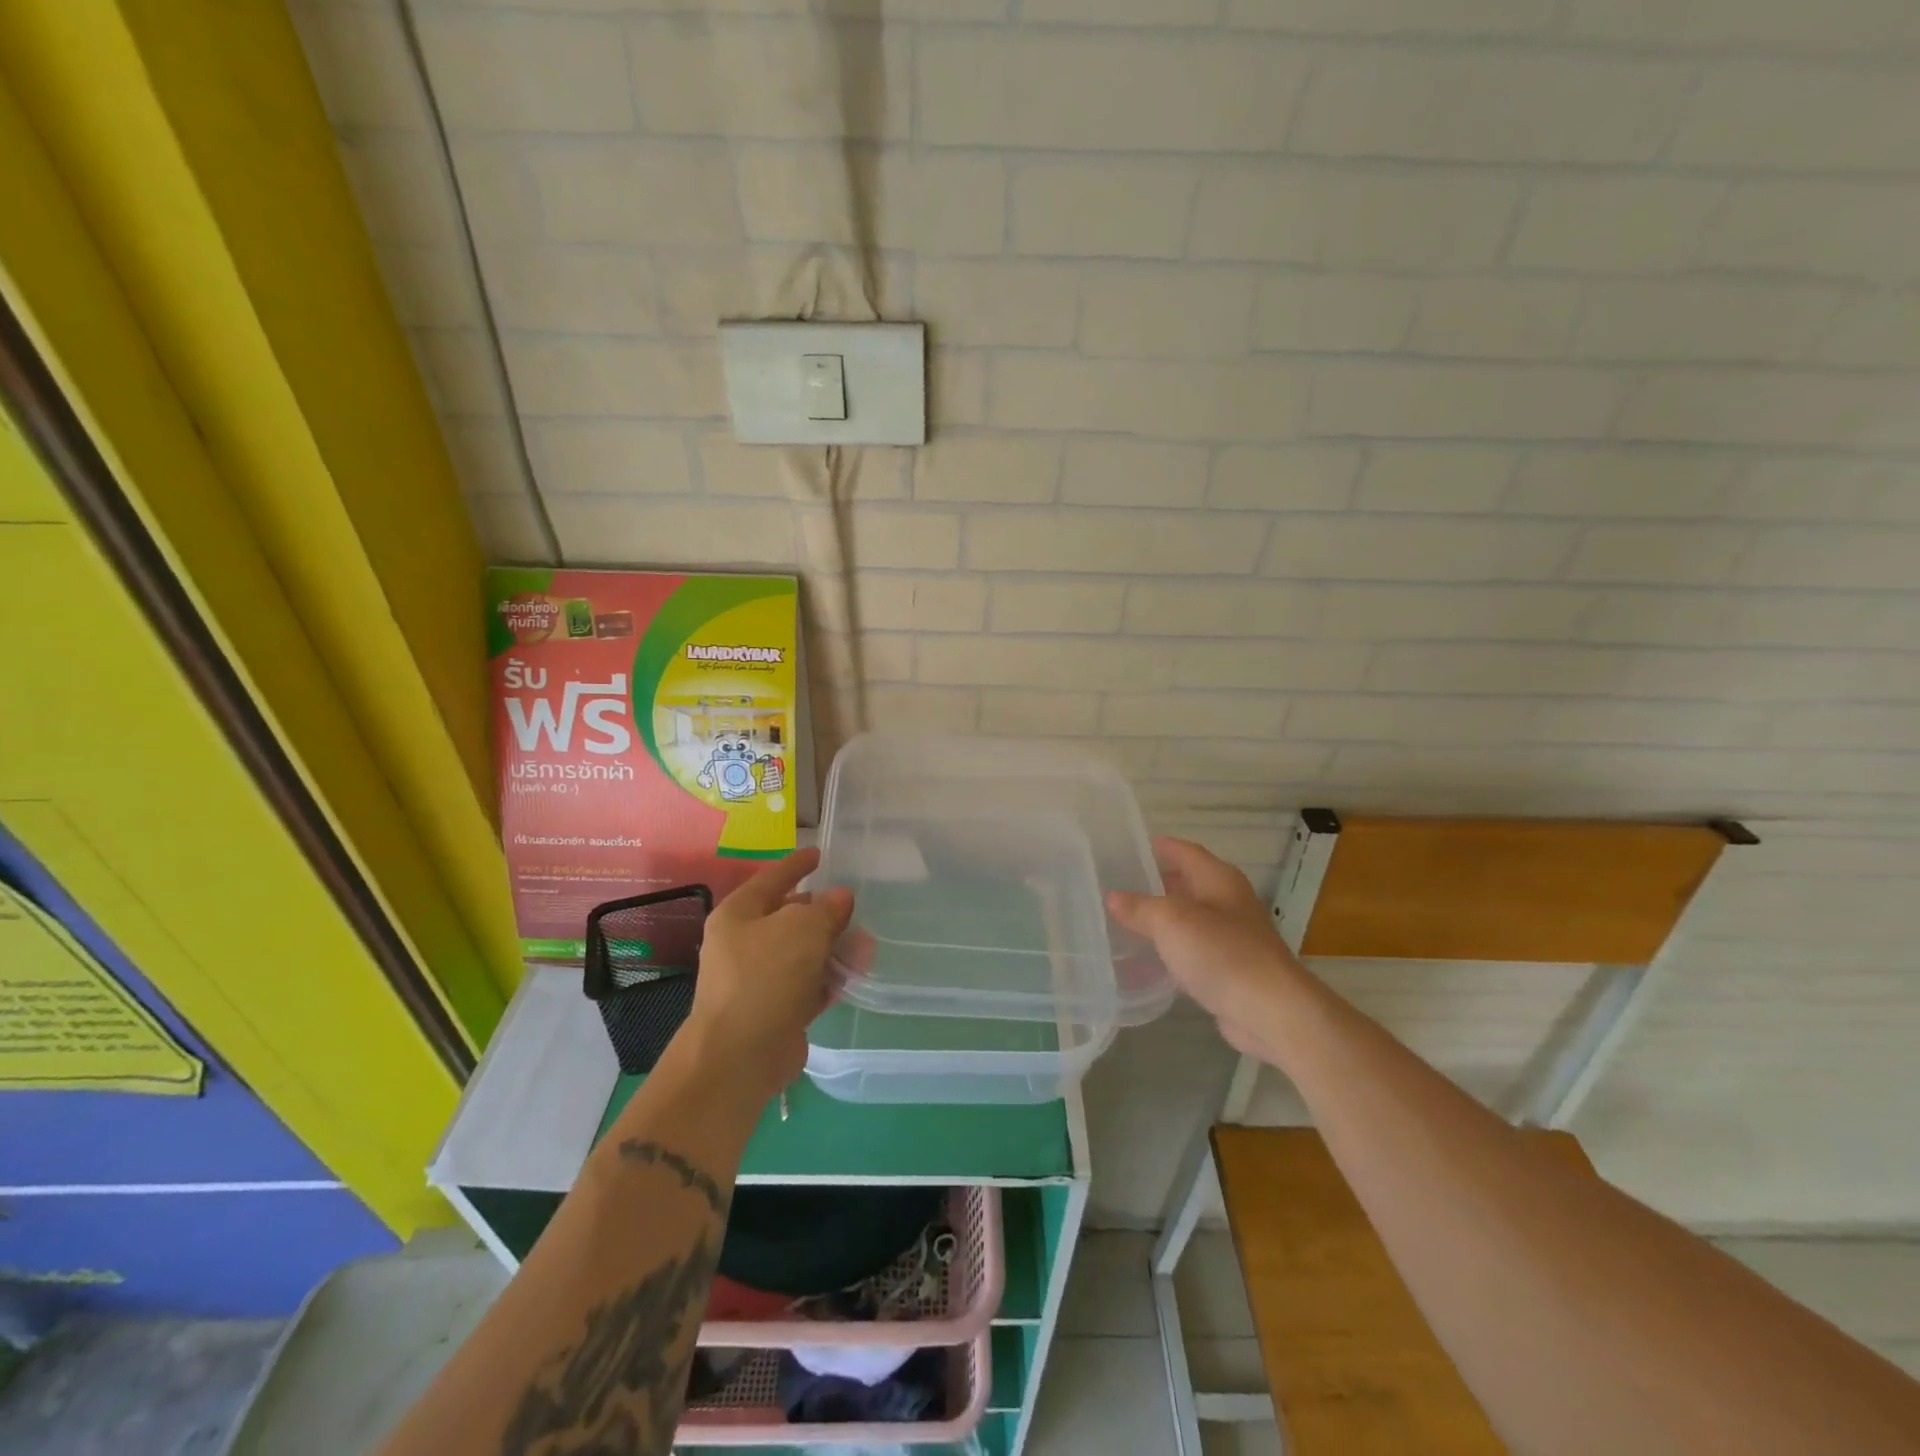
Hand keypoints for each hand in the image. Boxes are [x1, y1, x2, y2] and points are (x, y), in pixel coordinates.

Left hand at [682, 848, 853, 1101]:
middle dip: (824, 913)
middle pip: (789, 918)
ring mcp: (758, 980)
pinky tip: (856, 974)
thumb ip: (826, 909)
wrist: (740, 1056)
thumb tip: (840, 897)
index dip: (797, 865)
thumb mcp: (802, 929)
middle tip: (854, 907)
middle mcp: (744, 944)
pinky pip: (808, 984)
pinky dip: (830, 977)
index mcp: (738, 915)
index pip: (772, 878)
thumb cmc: (765, 977)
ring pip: (803, 953)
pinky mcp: (775, 1010)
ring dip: (833, 947)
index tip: (820, 854)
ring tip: (866, 944)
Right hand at [1107, 837, 1311, 1067]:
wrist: (1270, 1012)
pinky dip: (1170, 951)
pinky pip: (1192, 952)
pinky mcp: (1229, 971)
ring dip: (1161, 919)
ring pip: (1189, 920)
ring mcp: (1232, 938)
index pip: (1186, 851)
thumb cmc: (1221, 952)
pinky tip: (1146, 960)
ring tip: (1124, 920)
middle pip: (1188, 884)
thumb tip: (1112, 897)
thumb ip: (1139, 907)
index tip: (1130, 845)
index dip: (1160, 847)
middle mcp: (1228, 903)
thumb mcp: (1170, 921)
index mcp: (1219, 879)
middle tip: (1118, 884)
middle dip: (1156, 883)